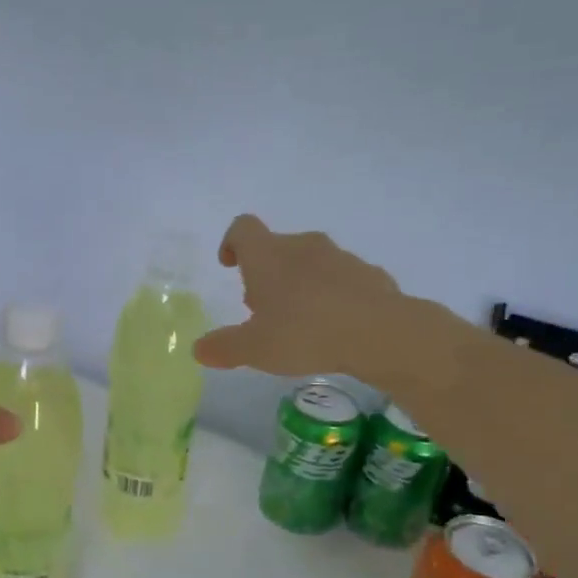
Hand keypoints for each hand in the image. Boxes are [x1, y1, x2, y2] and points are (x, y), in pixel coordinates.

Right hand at [194, 215, 405, 382]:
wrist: (379, 333)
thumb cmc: (304, 333)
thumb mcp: (254, 349)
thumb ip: (223, 347)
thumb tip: (198, 349)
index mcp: (268, 256)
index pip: (243, 228)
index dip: (231, 243)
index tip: (230, 265)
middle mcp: (303, 246)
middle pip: (277, 248)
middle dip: (266, 274)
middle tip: (261, 309)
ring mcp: (340, 257)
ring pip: (311, 263)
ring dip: (299, 284)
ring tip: (299, 322)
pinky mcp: (370, 275)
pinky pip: (342, 281)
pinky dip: (332, 296)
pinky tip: (335, 327)